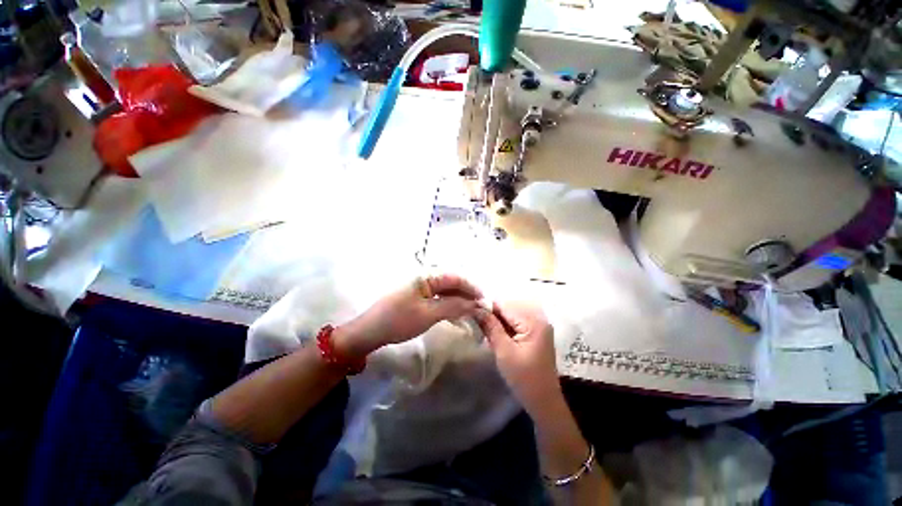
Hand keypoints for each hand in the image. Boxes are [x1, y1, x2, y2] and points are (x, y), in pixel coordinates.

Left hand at [334, 274, 482, 357]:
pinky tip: (457, 314)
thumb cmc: (399, 320)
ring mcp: (421, 287)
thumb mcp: (429, 314)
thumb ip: (454, 306)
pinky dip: (449, 305)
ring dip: (459, 301)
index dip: (472, 288)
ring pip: (446, 291)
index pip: (456, 278)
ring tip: (472, 313)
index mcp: (427, 276)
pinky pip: (438, 298)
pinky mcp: (418, 297)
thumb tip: (477, 304)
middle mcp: (425, 277)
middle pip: (452, 283)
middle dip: (467, 295)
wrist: (370, 331)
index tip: (485, 301)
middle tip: (481, 309)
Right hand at [474, 302, 560, 413]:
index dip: (487, 306)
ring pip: (510, 317)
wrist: (543, 402)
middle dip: (491, 315)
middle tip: (476, 323)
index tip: (470, 310)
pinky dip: (504, 329)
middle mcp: (538, 319)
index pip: (505, 305)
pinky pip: (515, 324)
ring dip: (496, 322)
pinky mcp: (535, 334)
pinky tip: (495, 337)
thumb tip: (476, 308)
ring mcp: (537, 326)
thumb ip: (491, 327)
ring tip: (484, 330)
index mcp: (533, 322)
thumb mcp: (504, 351)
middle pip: (508, 309)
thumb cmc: (523, 378)